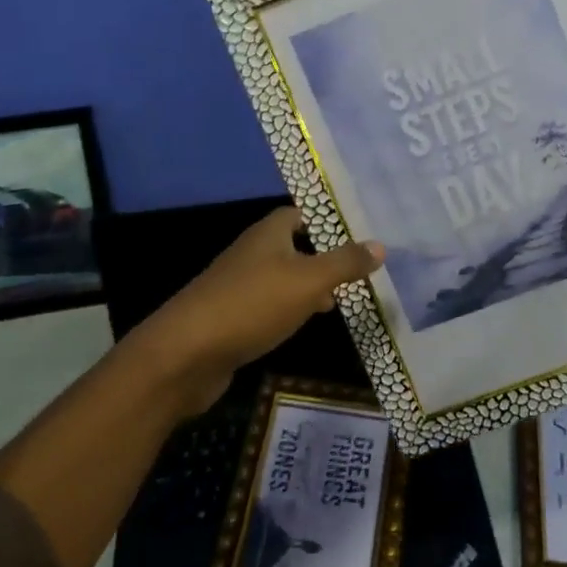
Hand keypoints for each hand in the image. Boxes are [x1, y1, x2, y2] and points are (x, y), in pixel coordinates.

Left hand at [125, 206, 383, 417]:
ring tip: (345, 298)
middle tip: (361, 268)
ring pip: (283, 277)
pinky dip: (291, 309)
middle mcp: (252, 253)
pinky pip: (269, 305)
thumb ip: (344, 263)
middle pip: (293, 245)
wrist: (186, 353)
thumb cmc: (251, 305)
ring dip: (309, 285)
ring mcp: (239, 286)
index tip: (361, 232)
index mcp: (268, 234)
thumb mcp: (307, 281)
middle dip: (324, 255)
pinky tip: (306, 323)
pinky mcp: (232, 317)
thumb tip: (380, 245)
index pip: (301, 213)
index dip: (328, 220)